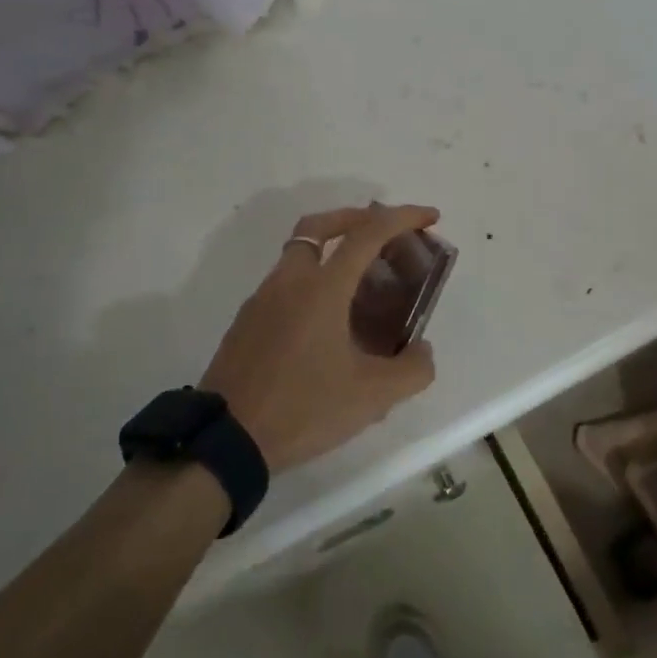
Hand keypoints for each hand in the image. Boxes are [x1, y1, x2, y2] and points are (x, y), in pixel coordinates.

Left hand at [198, 204, 440, 471]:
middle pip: (320, 226)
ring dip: (332, 252)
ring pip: (299, 254)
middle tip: (384, 234)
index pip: (367, 233)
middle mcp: (289, 281)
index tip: (430, 217)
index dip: (403, 217)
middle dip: (357, 218)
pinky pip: (285, 284)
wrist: (226, 440)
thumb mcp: (371, 397)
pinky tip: (328, 323)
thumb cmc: (302, 409)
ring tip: (362, 285)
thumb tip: (422, 351)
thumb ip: (412, 370)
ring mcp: (262, 299)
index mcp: (321, 288)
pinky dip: (312, 282)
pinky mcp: (247, 321)